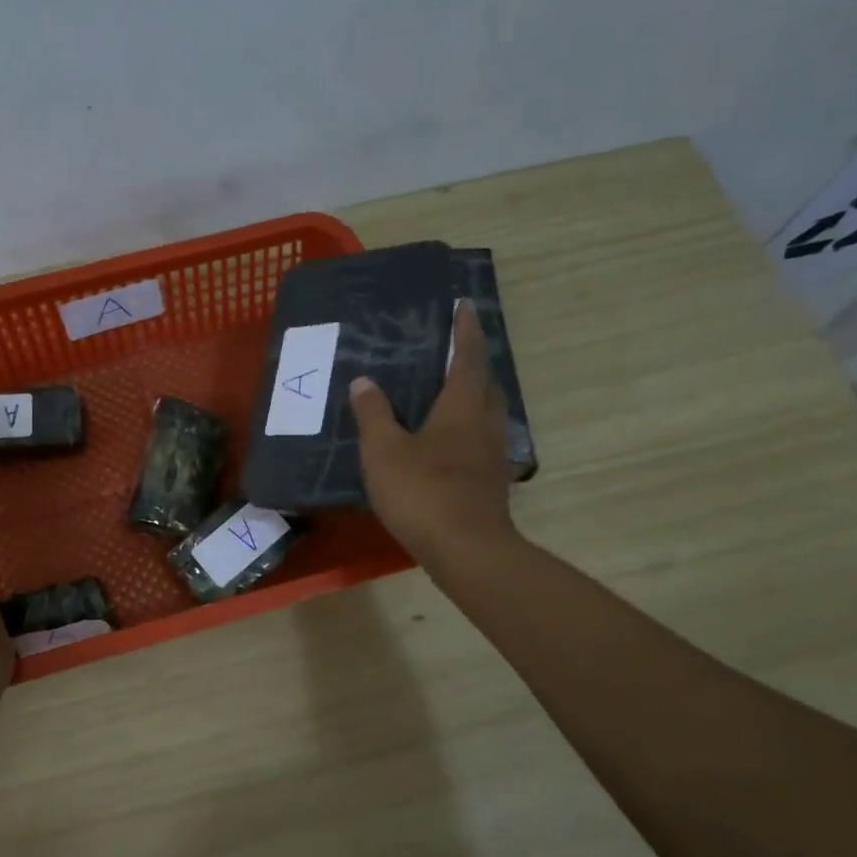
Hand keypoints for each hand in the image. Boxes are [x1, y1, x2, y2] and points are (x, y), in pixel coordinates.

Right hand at [349, 300, 518, 565]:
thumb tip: (364, 381)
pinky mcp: (490, 482)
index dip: (466, 330)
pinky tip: (445, 444)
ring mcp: (492, 456)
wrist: (466, 550)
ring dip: (471, 397)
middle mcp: (484, 424)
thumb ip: (373, 414)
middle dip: (473, 363)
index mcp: (462, 407)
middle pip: (485, 383)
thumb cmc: (423, 492)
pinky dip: (465, 430)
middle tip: (452, 351)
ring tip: (445, 394)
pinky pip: (479, 441)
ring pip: (485, 414)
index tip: (465, 305)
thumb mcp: (384, 451)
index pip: (468, 357)